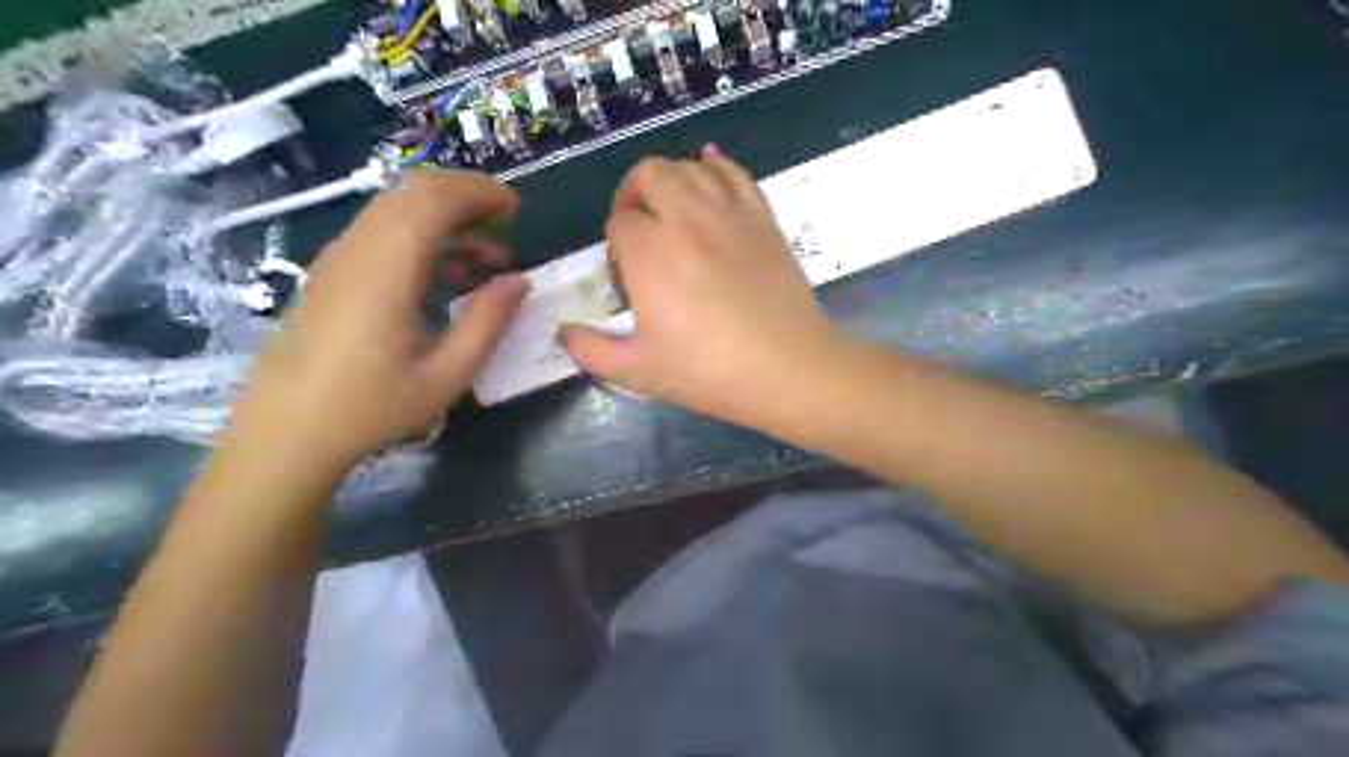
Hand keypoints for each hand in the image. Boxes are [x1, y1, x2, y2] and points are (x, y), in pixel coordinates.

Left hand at [225, 172, 525, 473]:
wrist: (288, 432)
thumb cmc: (372, 407)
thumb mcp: (447, 374)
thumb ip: (488, 321)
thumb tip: (520, 281)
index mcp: (387, 271)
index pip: (431, 200)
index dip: (477, 192)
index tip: (514, 208)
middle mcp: (359, 251)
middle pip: (411, 193)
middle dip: (464, 195)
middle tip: (506, 221)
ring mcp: (340, 260)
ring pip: (395, 211)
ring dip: (445, 218)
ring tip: (488, 254)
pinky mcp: (332, 275)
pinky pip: (382, 234)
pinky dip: (422, 237)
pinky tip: (449, 273)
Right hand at [561, 143, 840, 426]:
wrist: (787, 368)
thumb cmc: (707, 370)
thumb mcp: (638, 370)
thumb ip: (591, 350)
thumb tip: (564, 334)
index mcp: (649, 251)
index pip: (619, 223)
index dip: (616, 246)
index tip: (627, 277)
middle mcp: (685, 217)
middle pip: (648, 175)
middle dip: (633, 196)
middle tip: (639, 232)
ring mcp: (729, 213)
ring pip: (689, 167)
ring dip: (670, 180)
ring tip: (670, 211)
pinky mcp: (762, 217)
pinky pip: (735, 173)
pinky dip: (716, 165)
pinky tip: (709, 169)